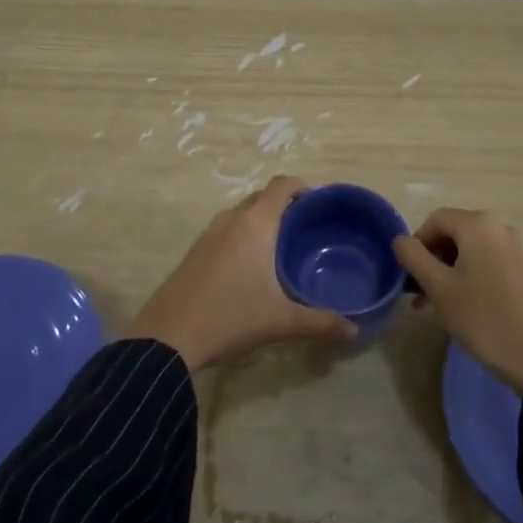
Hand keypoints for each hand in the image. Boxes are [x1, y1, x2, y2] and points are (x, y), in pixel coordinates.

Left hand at [130, 176, 355, 370]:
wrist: (168, 336)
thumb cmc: (230, 318)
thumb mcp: (281, 321)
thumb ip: (320, 322)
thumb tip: (354, 329)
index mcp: (255, 224)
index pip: (281, 186)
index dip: (301, 186)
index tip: (318, 204)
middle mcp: (231, 220)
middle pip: (261, 197)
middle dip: (284, 205)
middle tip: (305, 230)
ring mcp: (208, 233)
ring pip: (241, 213)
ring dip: (260, 220)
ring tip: (280, 247)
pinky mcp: (194, 250)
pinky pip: (226, 229)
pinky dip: (242, 234)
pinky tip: (249, 266)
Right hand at [393, 208, 522, 393]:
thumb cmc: (481, 317)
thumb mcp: (438, 287)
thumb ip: (413, 256)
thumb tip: (400, 240)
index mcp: (478, 224)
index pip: (435, 220)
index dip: (416, 243)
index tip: (409, 274)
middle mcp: (498, 227)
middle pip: (452, 232)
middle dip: (431, 258)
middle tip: (418, 290)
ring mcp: (513, 248)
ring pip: (467, 249)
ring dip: (446, 270)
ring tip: (432, 302)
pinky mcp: (521, 269)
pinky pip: (484, 261)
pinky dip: (466, 275)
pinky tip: (458, 303)